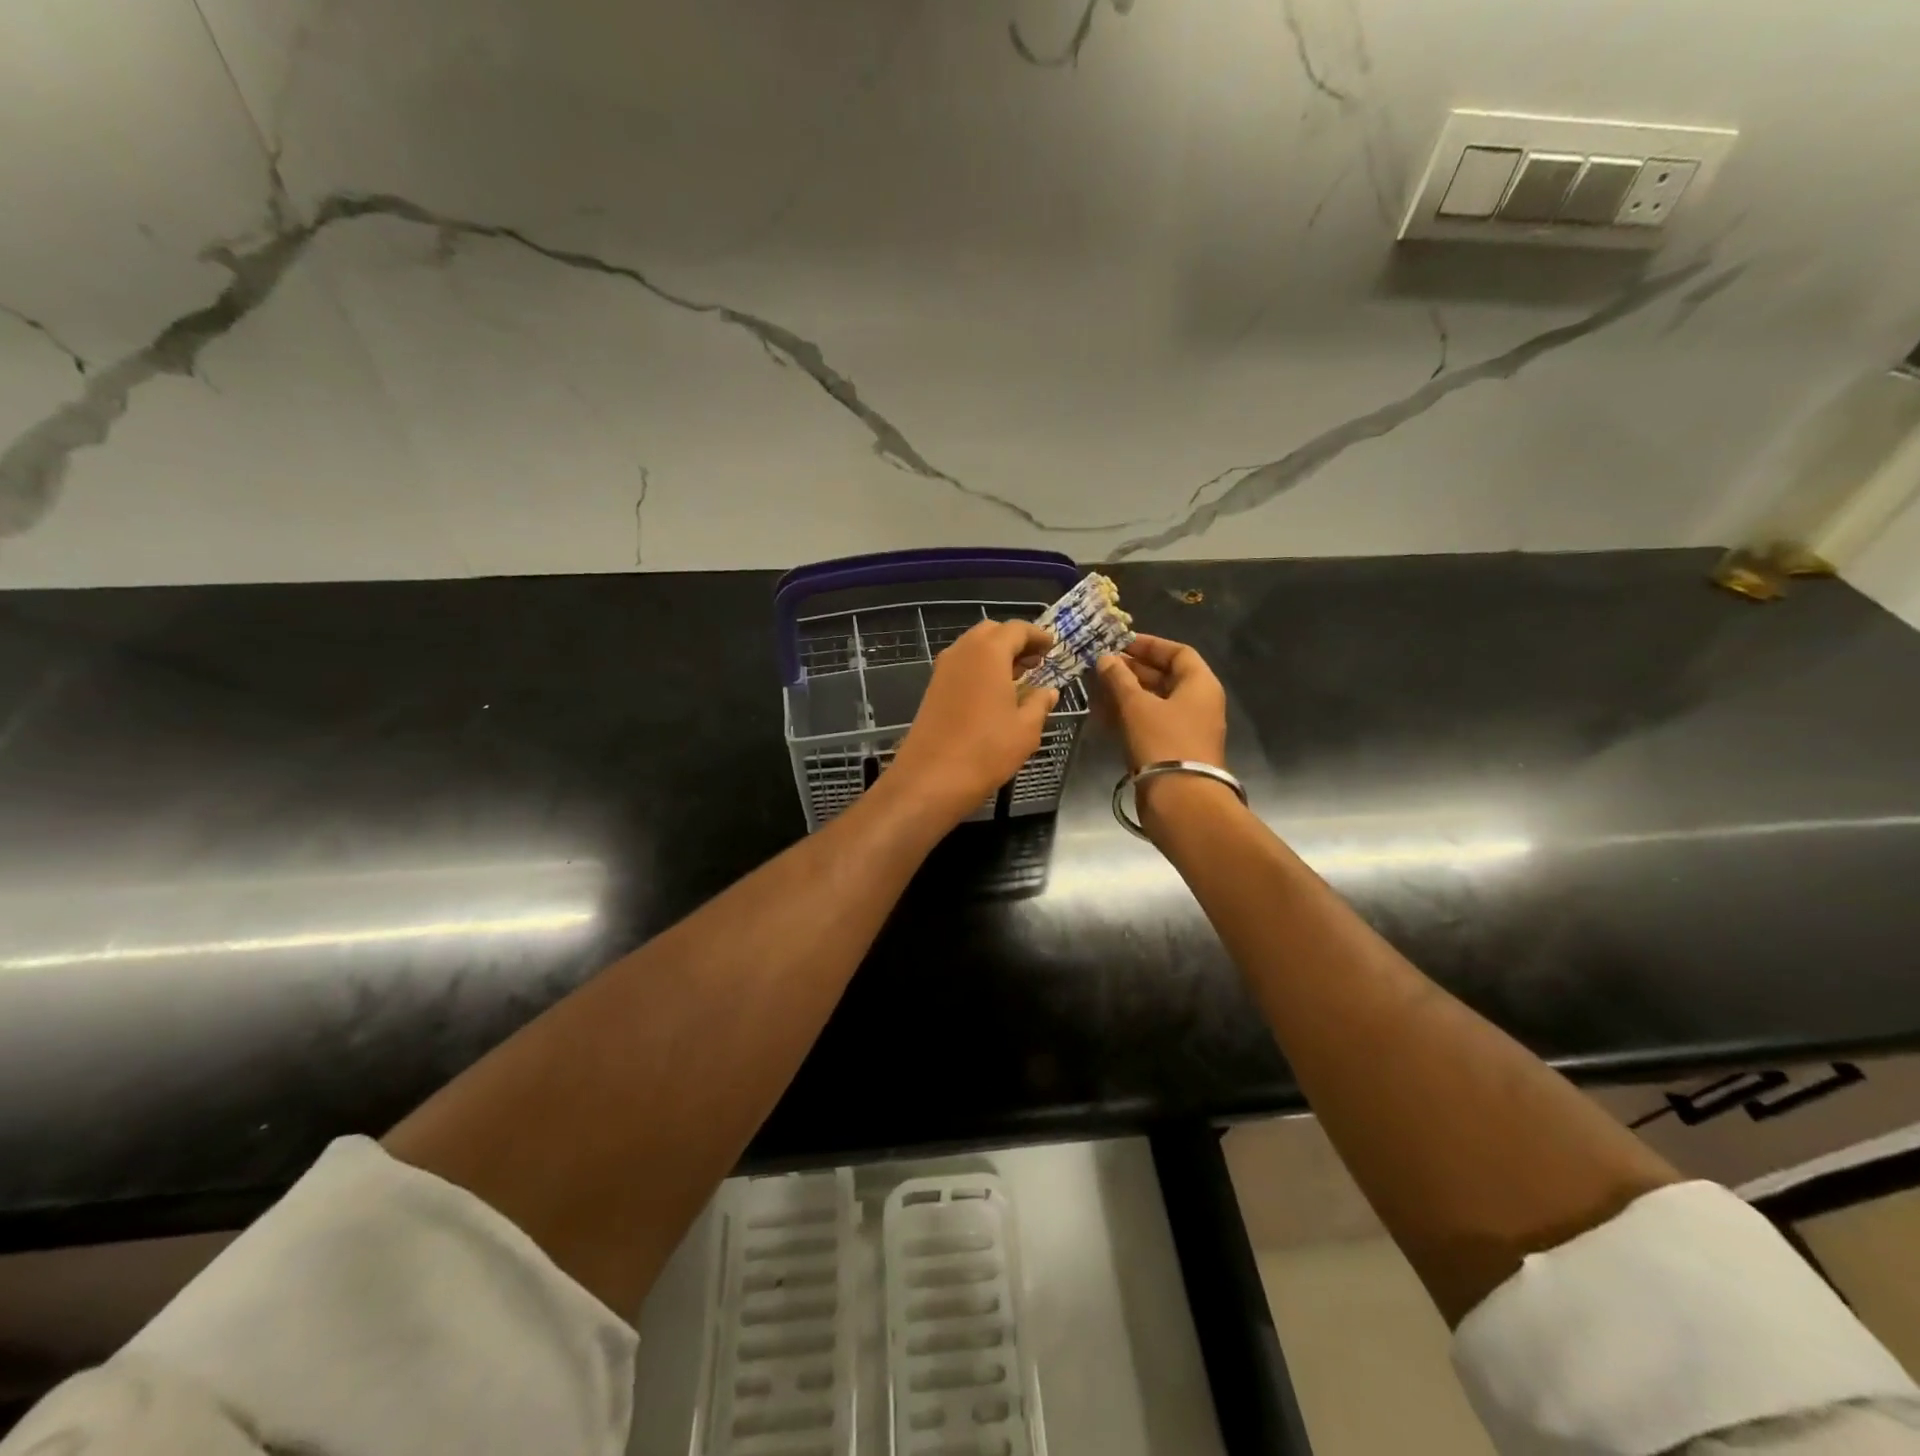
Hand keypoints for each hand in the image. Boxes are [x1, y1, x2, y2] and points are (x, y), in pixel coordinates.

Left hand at [887, 619, 1057, 824]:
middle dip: (1015, 641)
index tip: (1052, 646)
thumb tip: (1048, 691)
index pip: (1017, 629)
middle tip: (1035, 661)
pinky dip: (980, 668)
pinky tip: (994, 693)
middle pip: (991, 632)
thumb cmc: (986, 750)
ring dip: (996, 654)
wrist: (931, 777)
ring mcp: (943, 669)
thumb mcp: (1026, 729)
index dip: (1037, 636)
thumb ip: (1039, 703)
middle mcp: (962, 652)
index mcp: (989, 652)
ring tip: (1018, 677)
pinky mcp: (932, 688)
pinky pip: (961, 665)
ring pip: (973, 647)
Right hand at [1096, 634, 1227, 770]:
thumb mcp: (1136, 705)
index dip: (1149, 645)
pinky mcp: (1173, 750)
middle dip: (1133, 670)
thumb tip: (1105, 658)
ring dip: (1127, 693)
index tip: (1120, 643)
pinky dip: (1130, 715)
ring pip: (1155, 701)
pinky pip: (1151, 722)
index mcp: (1200, 685)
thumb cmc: (1162, 742)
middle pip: (1166, 676)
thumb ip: (1119, 678)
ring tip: (1097, 688)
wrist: (1180, 799)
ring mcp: (1187, 728)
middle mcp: (1198, 703)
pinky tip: (1104, 714)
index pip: (1178, 652)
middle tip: (1102, 666)